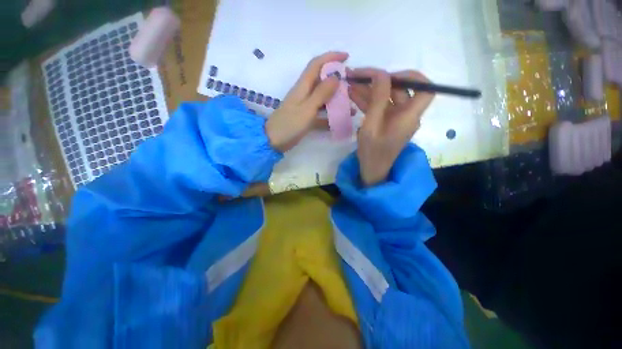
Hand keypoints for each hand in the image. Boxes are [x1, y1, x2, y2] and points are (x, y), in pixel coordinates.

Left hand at [265, 52, 348, 151]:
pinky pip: (321, 115)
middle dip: (337, 81)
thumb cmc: (289, 124)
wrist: (273, 141)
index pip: (316, 64)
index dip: (331, 57)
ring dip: (336, 101)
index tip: (346, 57)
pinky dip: (330, 117)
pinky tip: (340, 122)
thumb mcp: (307, 108)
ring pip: (323, 99)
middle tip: (351, 86)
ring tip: (350, 106)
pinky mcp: (306, 119)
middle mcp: (304, 94)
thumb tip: (335, 77)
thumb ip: (321, 93)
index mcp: (303, 87)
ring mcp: (305, 107)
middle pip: (322, 82)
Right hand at [349, 69, 434, 186]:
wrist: (371, 170)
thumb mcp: (372, 126)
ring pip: (386, 97)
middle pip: (400, 90)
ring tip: (350, 82)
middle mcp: (406, 115)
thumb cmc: (372, 152)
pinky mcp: (387, 122)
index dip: (411, 77)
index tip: (389, 76)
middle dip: (378, 80)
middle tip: (357, 75)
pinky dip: (367, 100)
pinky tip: (353, 94)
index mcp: (409, 116)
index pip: (425, 89)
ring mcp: (396, 118)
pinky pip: (379, 106)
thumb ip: (378, 99)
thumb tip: (380, 74)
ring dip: (369, 89)